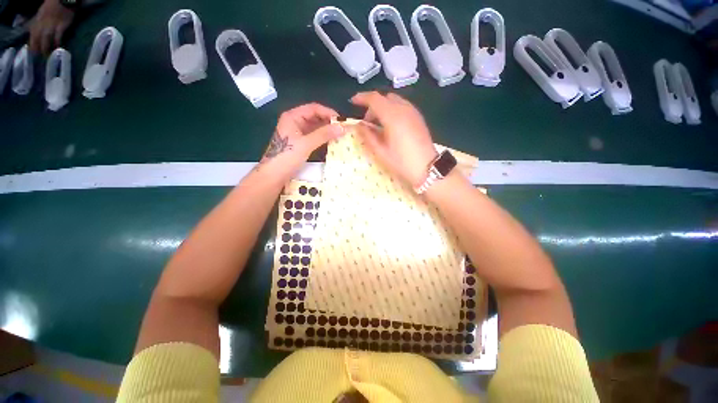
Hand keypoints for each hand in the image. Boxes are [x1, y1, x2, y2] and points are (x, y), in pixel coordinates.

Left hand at [29, 0, 74, 55]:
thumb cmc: (54, 3)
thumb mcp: (43, 11)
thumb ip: (40, 21)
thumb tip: (37, 32)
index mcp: (38, 20)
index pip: (32, 34)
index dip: (31, 44)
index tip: (32, 53)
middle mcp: (43, 23)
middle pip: (38, 38)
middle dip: (38, 48)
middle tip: (40, 58)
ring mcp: (52, 24)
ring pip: (46, 39)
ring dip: (47, 48)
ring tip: (48, 56)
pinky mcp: (62, 25)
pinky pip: (58, 36)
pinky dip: (57, 43)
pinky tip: (59, 49)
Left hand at [257, 103, 343, 182]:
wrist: (273, 175)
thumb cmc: (287, 157)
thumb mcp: (306, 144)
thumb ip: (324, 134)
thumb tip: (342, 127)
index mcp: (293, 116)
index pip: (314, 108)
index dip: (328, 112)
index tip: (342, 121)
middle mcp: (295, 122)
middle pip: (315, 117)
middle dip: (329, 122)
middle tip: (343, 129)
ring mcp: (297, 133)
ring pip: (315, 127)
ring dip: (327, 130)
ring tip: (341, 135)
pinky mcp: (300, 143)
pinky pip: (314, 136)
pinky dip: (323, 138)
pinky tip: (332, 141)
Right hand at [351, 92, 437, 187]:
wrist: (427, 168)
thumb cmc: (402, 162)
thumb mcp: (381, 152)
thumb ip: (368, 136)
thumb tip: (359, 125)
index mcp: (392, 116)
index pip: (374, 99)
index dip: (362, 98)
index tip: (353, 102)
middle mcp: (404, 109)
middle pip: (384, 97)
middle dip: (373, 105)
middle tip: (367, 121)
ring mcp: (413, 112)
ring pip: (394, 101)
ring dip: (383, 107)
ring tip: (379, 124)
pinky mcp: (419, 117)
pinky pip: (403, 106)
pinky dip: (393, 109)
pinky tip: (391, 125)